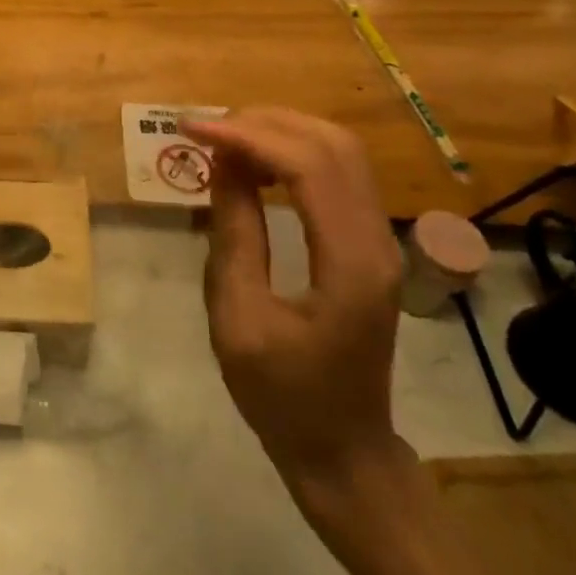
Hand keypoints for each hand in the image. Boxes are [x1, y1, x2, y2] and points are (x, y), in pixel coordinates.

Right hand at [180, 109, 405, 495]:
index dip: (248, 135)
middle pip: (332, 145)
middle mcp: (378, 240)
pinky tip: (255, 165)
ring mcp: (382, 241)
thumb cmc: (282, 396)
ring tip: (225, 141)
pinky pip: (339, 175)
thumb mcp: (238, 319)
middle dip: (265, 123)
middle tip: (207, 129)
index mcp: (350, 262)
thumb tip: (221, 165)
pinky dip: (294, 154)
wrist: (343, 452)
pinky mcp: (371, 245)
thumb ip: (234, 235)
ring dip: (281, 133)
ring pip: (341, 152)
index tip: (193, 129)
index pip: (307, 165)